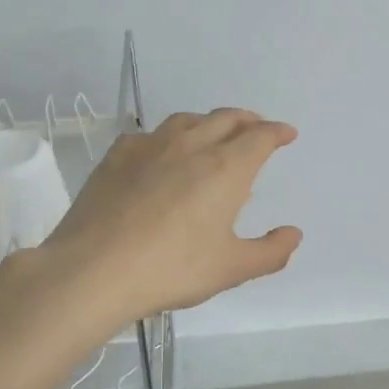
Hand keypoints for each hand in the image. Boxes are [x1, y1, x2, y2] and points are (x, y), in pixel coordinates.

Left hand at [39, 108, 301, 321]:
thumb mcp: (230, 269)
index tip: (287, 134)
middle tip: (256, 129)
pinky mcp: (117, 155)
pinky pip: (150, 134)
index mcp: (225, 168)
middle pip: (226, 118)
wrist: (94, 270)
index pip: (260, 137)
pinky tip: (162, 152)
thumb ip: (270, 252)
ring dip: (209, 121)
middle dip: (248, 120)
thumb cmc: (171, 269)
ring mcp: (150, 146)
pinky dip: (168, 136)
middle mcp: (191, 145)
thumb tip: (294, 234)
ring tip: (213, 134)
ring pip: (188, 120)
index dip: (277, 133)